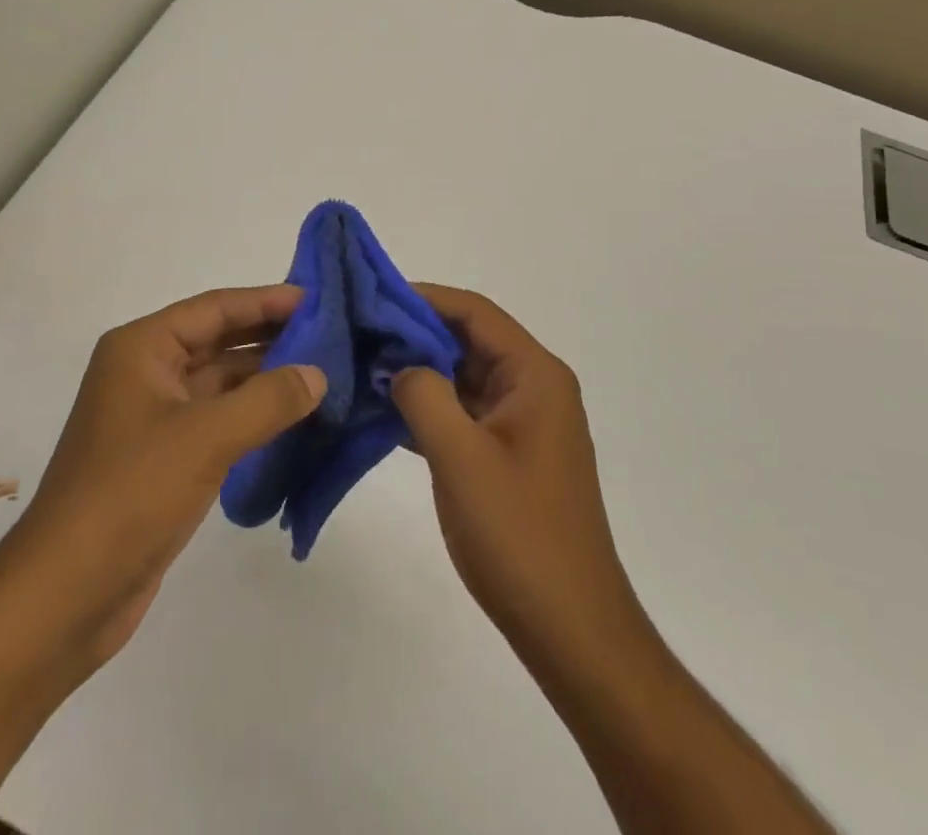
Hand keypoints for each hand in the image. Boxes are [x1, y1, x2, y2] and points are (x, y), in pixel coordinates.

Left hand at [0, 284, 325, 682]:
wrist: (66, 594)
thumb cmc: (130, 494)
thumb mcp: (205, 437)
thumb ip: (267, 399)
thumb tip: (317, 374)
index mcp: (142, 348)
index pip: (214, 308)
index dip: (265, 300)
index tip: (316, 297)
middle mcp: (146, 372)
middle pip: (218, 341)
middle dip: (270, 336)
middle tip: (329, 332)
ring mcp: (155, 417)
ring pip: (221, 382)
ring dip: (266, 377)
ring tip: (323, 371)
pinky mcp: (165, 457)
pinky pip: (219, 420)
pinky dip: (254, 415)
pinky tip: (293, 416)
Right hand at [392, 285, 649, 671]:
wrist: (570, 628)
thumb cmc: (519, 534)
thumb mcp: (461, 456)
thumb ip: (424, 395)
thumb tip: (398, 365)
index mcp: (534, 375)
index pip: (474, 312)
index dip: (424, 298)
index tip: (372, 298)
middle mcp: (533, 387)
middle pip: (468, 340)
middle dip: (414, 335)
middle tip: (357, 333)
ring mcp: (521, 422)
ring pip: (462, 376)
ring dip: (417, 372)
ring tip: (360, 366)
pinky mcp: (508, 453)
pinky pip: (463, 412)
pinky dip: (427, 407)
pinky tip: (383, 412)